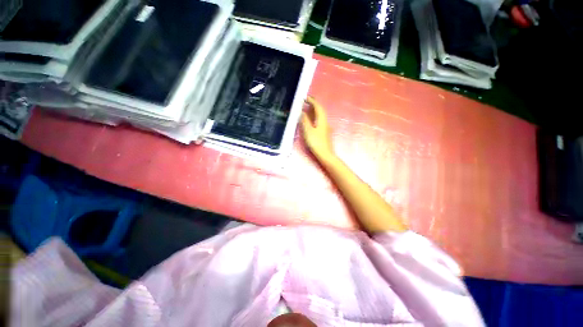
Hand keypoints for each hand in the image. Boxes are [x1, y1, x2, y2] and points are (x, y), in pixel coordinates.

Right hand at [301, 97, 334, 160]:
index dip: (312, 101)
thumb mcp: (308, 131)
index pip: (318, 107)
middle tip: (307, 100)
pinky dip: (315, 116)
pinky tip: (312, 119)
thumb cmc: (316, 142)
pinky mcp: (324, 132)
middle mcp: (325, 122)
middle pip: (320, 110)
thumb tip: (302, 112)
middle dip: (314, 104)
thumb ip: (305, 121)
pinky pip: (319, 120)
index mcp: (322, 120)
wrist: (325, 154)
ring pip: (320, 115)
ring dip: (315, 110)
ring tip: (308, 108)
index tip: (305, 97)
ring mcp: (325, 127)